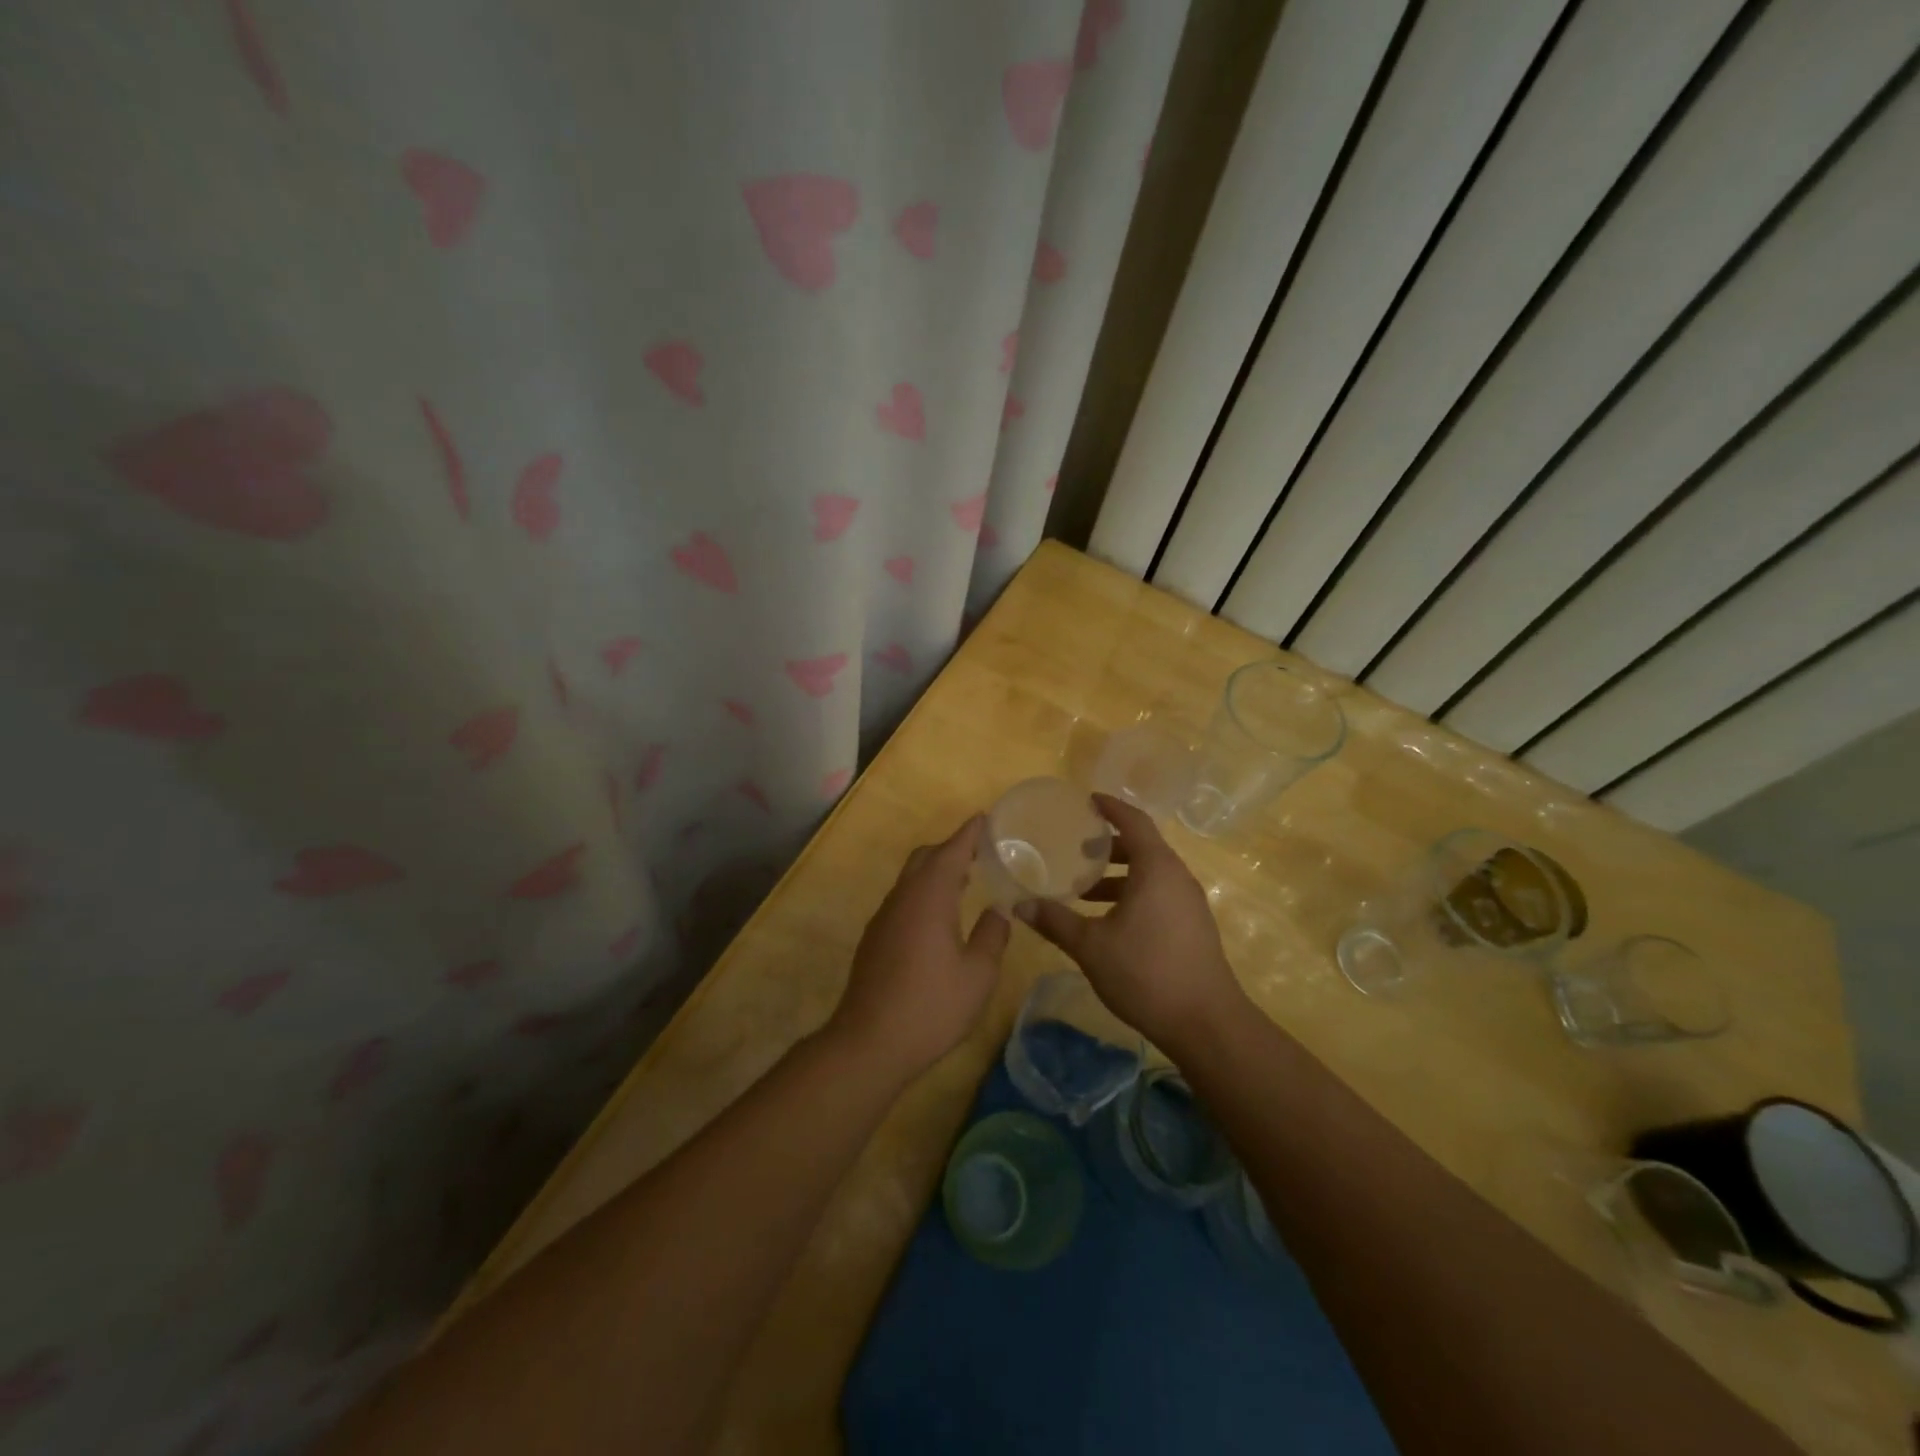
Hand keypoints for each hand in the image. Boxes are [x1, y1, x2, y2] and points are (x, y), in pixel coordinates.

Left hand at [830, 815, 1010, 1085]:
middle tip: (980, 853)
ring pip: (911, 879)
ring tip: (965, 881)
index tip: (985, 818)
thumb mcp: (978, 975)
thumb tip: (999, 910)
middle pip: (925, 858)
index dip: (969, 833)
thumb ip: (992, 936)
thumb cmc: (931, 1006)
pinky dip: (923, 893)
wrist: (869, 1042)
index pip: (952, 851)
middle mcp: (903, 898)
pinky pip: (902, 900)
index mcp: (929, 897)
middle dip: (951, 849)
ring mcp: (884, 917)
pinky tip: (938, 918)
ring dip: (936, 872)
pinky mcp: (875, 938)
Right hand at [1021, 794, 1248, 1056]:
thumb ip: (1056, 921)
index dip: (1110, 808)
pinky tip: (1109, 920)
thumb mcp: (1091, 946)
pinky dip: (1133, 893)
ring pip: (1151, 874)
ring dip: (1118, 875)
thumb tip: (1020, 905)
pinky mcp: (1193, 926)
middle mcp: (1177, 877)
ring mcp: (1189, 903)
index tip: (1087, 801)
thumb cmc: (1146, 972)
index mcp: (1157, 869)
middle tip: (1076, 850)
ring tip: (1084, 890)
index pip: (1134, 821)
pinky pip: (1159, 894)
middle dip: (1109, 846)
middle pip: (1143, 847)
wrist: (1205, 1023)